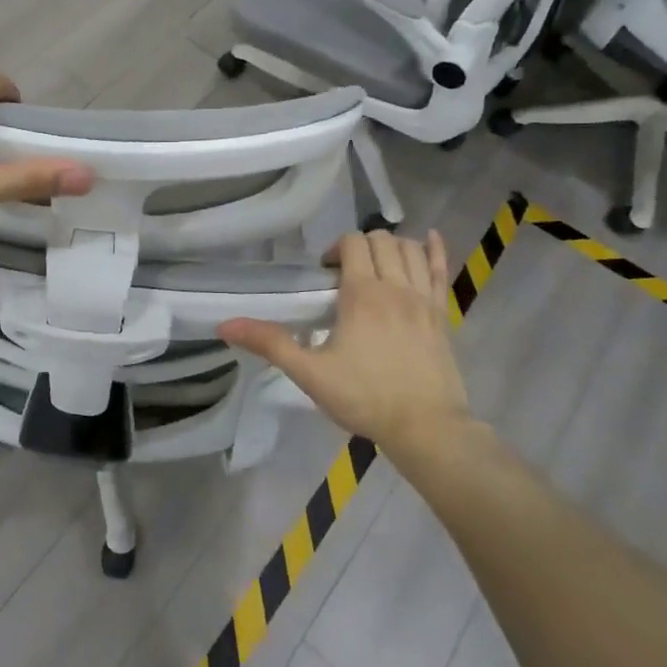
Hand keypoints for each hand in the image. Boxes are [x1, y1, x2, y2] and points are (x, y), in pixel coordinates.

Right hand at [220, 231, 473, 456]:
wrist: (426, 427)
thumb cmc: (365, 398)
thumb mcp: (310, 373)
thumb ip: (270, 344)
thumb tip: (225, 325)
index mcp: (362, 294)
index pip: (352, 243)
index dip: (335, 249)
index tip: (324, 274)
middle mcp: (396, 286)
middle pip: (381, 241)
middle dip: (360, 246)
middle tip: (345, 274)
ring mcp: (424, 298)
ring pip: (409, 250)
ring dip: (390, 247)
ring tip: (376, 267)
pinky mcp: (442, 314)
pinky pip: (441, 270)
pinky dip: (433, 250)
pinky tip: (428, 239)